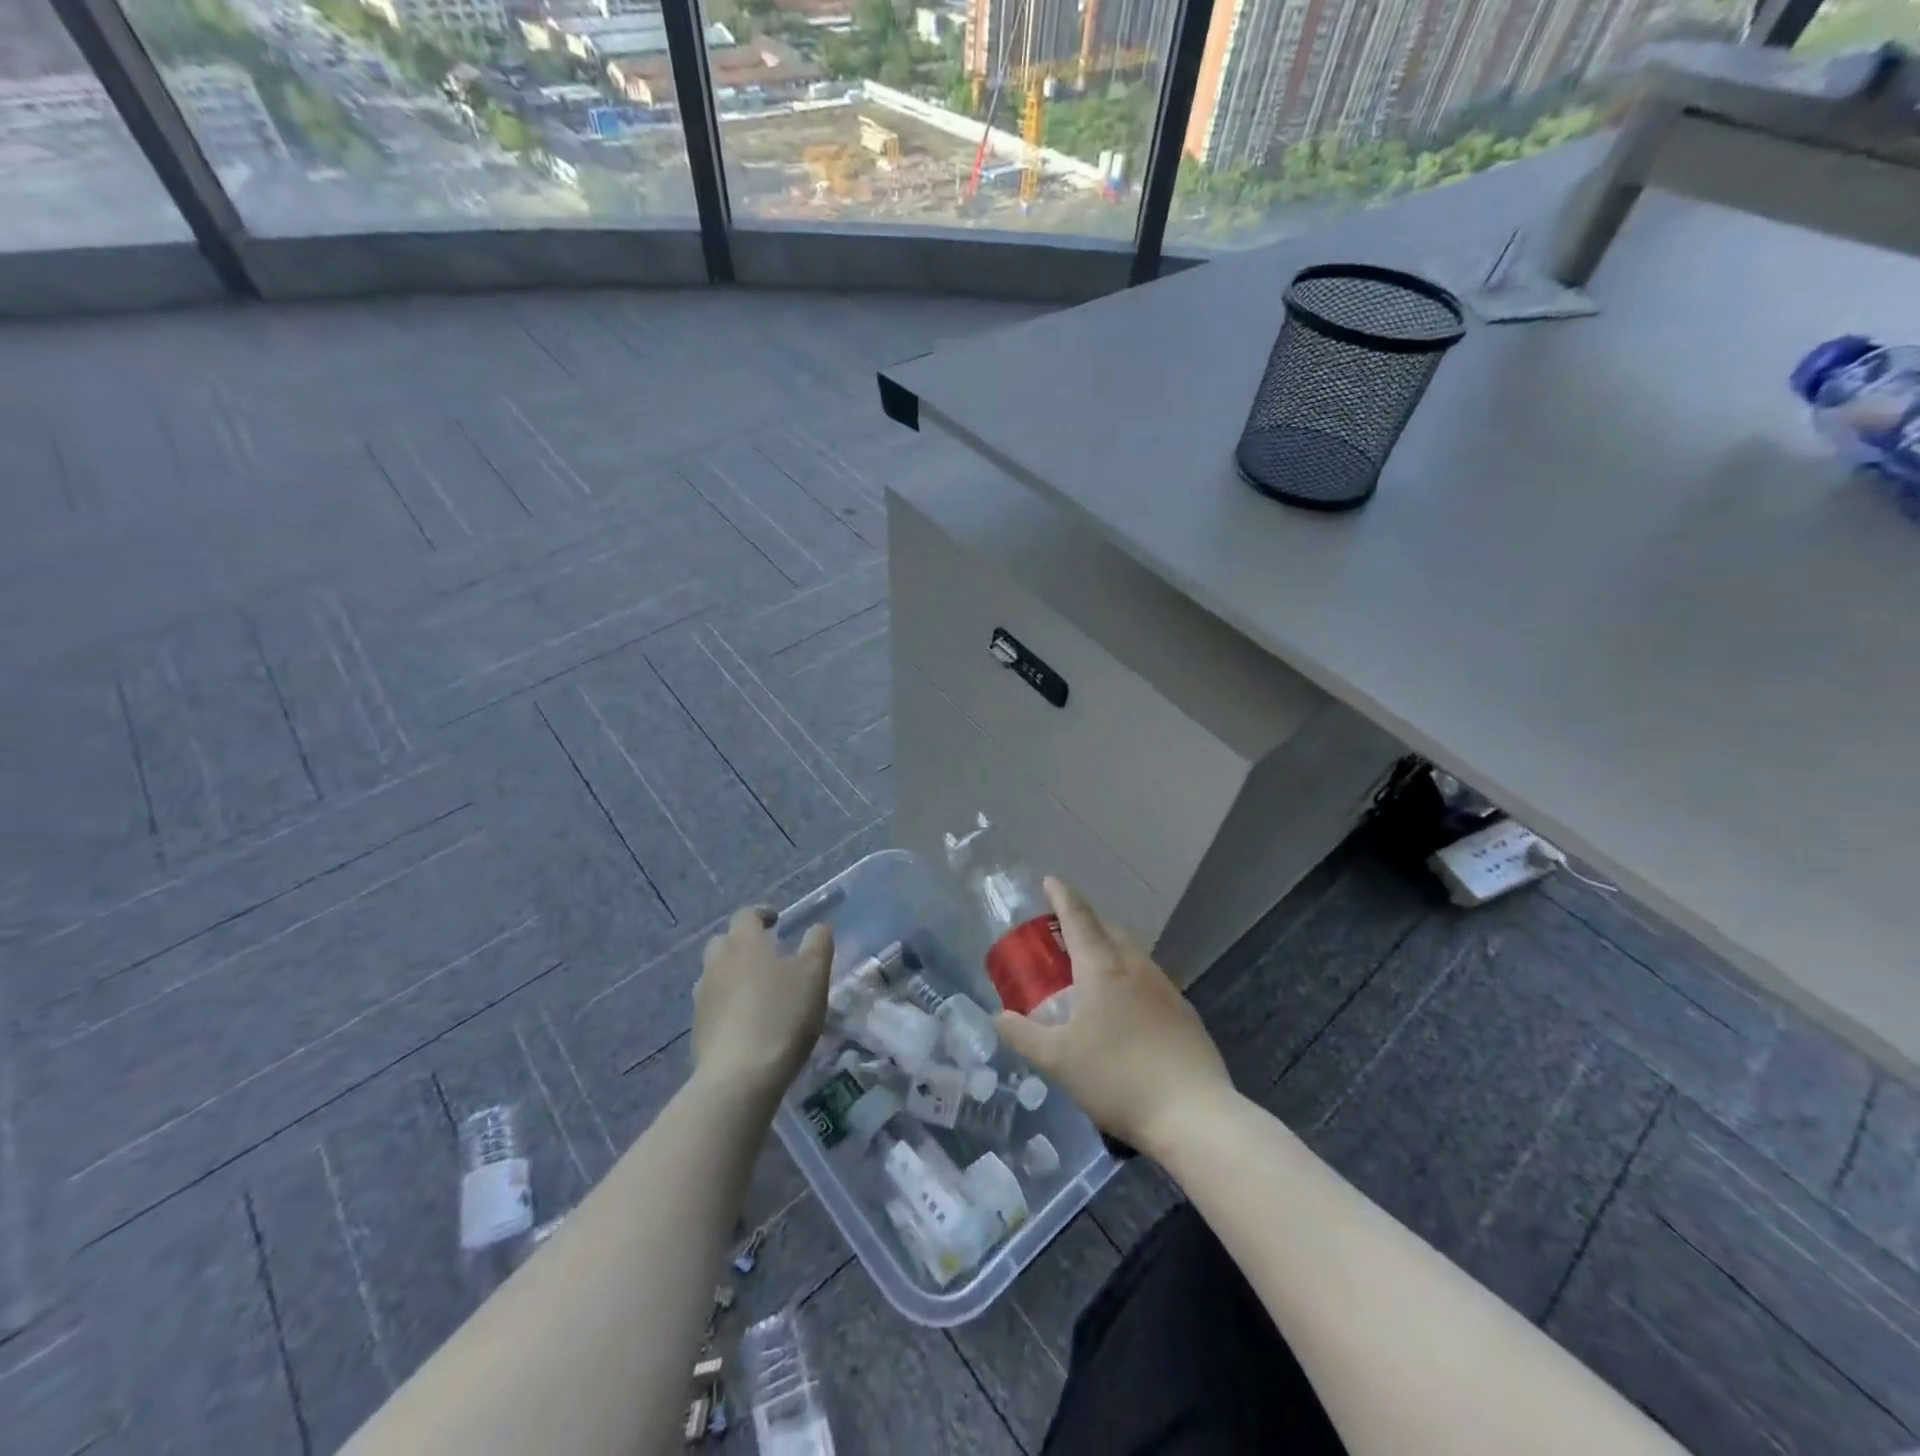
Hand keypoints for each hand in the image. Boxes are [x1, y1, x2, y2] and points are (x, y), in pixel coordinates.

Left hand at [693, 907, 832, 1102]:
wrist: (740, 1076)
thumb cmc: (782, 1014)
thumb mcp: (814, 974)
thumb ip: (818, 943)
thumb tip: (818, 927)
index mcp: (744, 943)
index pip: (746, 915)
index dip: (761, 914)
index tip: (777, 921)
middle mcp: (717, 963)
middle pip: (724, 942)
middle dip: (743, 943)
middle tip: (767, 955)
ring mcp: (703, 997)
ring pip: (715, 974)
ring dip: (733, 974)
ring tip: (758, 990)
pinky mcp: (698, 1029)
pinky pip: (713, 1005)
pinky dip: (728, 1004)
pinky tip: (747, 1021)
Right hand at [995, 878, 1231, 1158]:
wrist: (1193, 1113)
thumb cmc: (1117, 1078)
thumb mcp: (1058, 1061)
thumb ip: (1024, 1035)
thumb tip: (999, 1017)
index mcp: (1102, 968)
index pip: (1078, 918)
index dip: (1062, 897)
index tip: (1050, 880)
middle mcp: (1135, 967)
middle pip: (1108, 929)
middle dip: (1086, 922)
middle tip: (1063, 932)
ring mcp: (1165, 988)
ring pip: (1131, 953)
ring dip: (1109, 948)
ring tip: (1091, 968)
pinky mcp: (1183, 1012)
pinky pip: (1148, 978)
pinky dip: (1129, 976)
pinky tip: (1125, 1007)